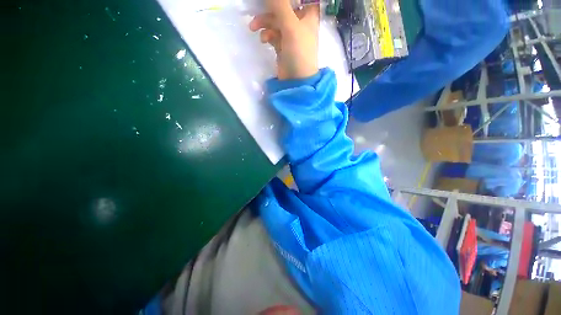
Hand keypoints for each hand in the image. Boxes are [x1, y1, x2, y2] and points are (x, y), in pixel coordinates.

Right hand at [249, 0, 319, 79]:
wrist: (296, 81)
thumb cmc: (299, 52)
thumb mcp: (291, 26)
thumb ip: (280, 5)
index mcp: (308, 14)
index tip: (275, 1)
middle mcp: (300, 22)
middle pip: (284, 6)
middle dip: (269, 8)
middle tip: (256, 7)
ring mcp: (290, 34)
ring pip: (275, 20)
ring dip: (264, 22)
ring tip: (253, 27)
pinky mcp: (282, 45)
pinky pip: (272, 33)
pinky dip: (267, 34)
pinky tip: (263, 39)